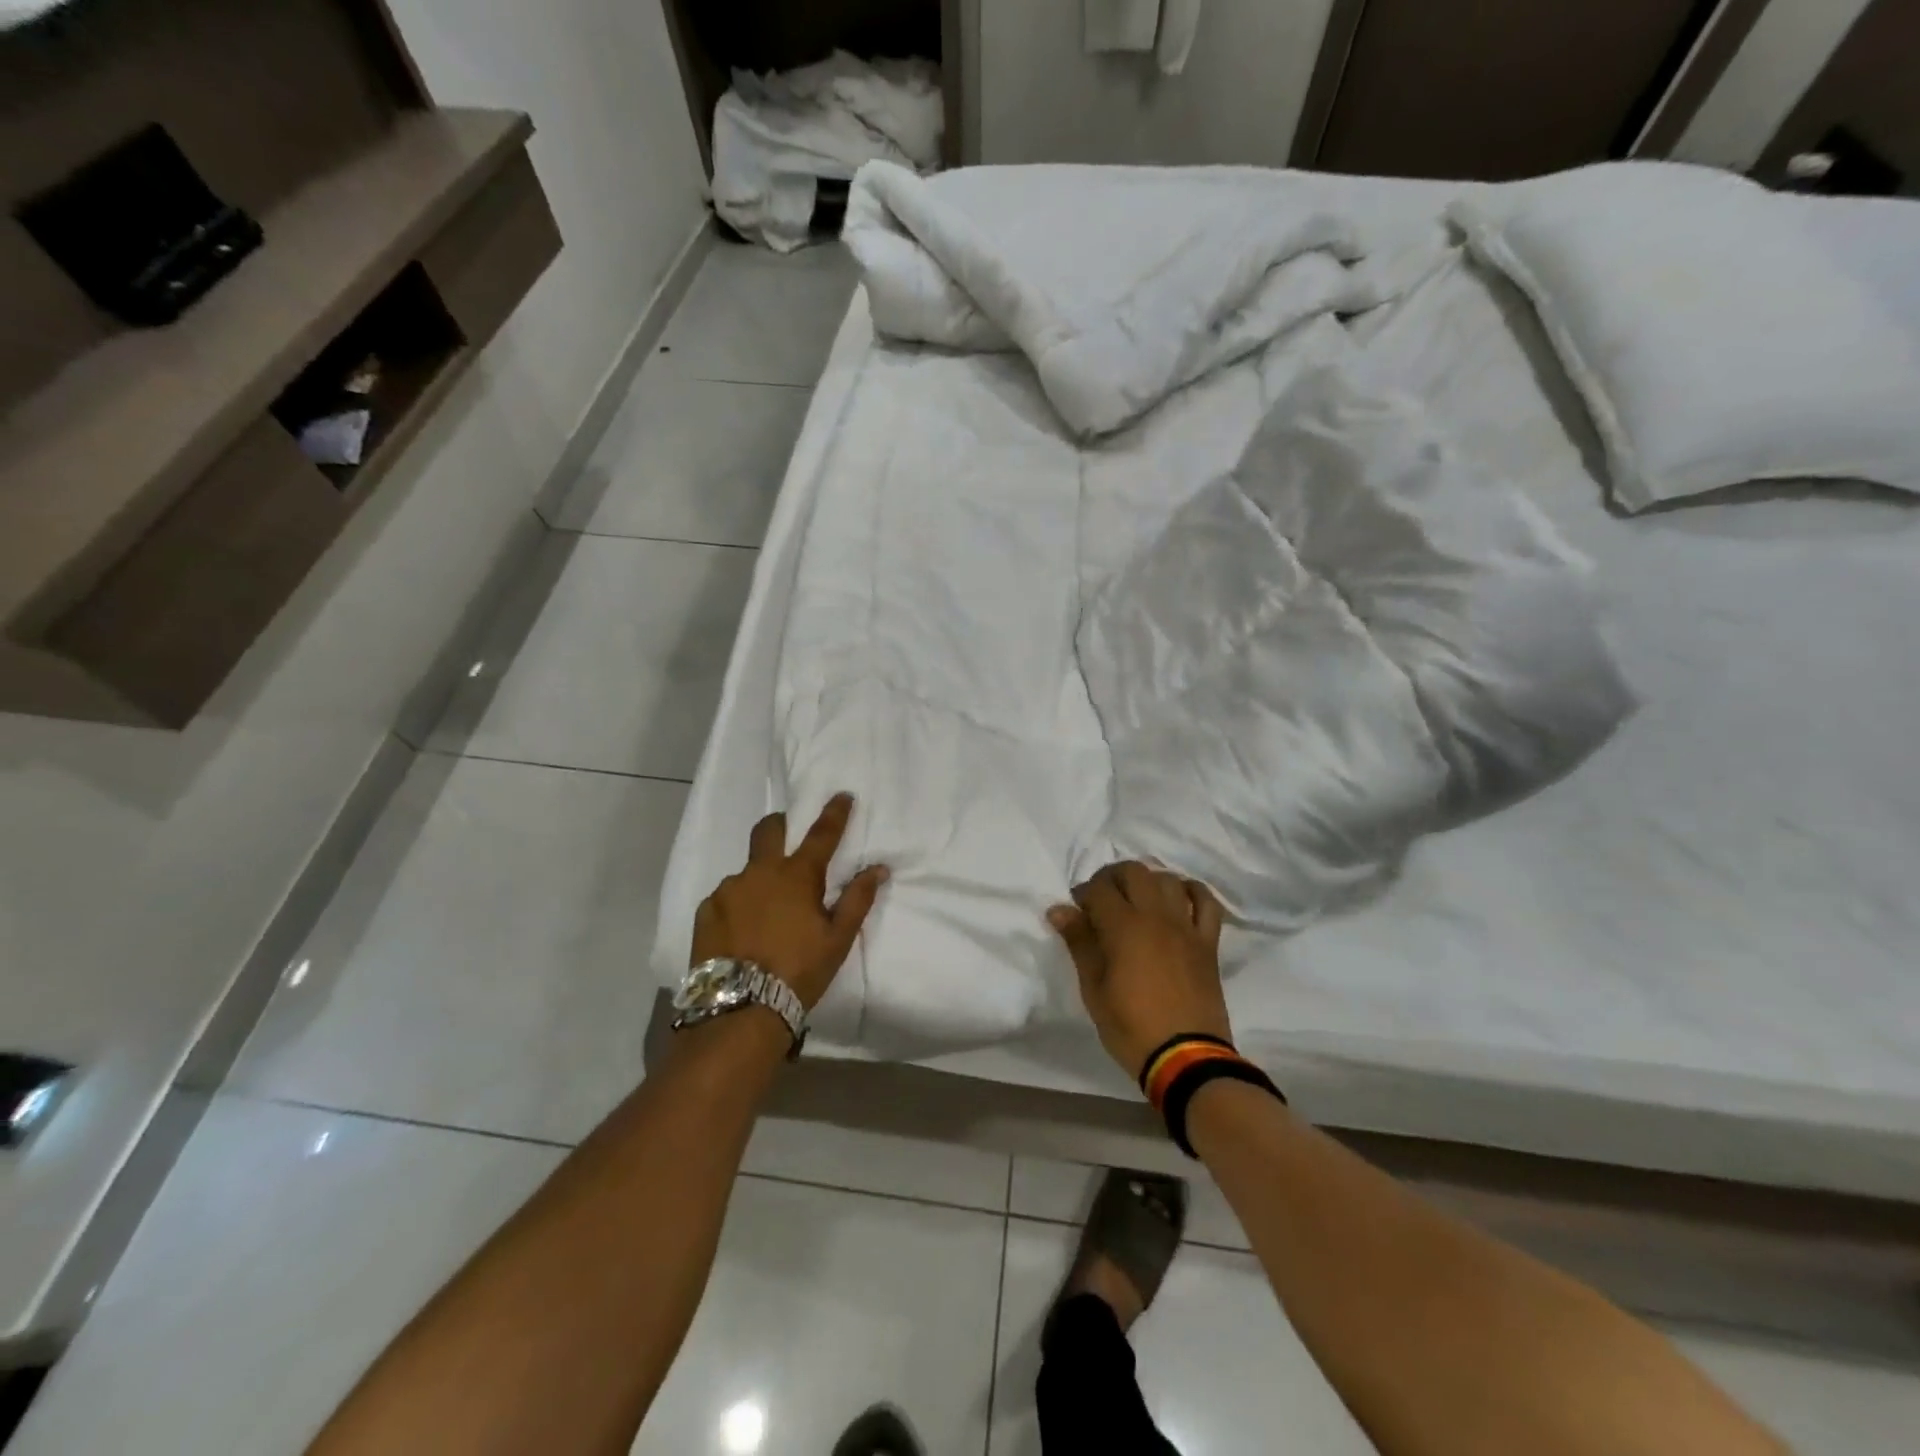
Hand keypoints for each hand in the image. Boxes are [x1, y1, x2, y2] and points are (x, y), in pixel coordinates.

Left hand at [691, 793, 889, 1010]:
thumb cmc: (799, 972)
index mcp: (797, 876)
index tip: (842, 795)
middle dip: (780, 825)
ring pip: (746, 871)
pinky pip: (726, 898)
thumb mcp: (837, 939)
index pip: (821, 834)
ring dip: (759, 880)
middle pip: (767, 831)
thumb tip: (878, 868)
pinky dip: (738, 905)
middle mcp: (759, 873)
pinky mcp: (706, 911)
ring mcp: (728, 890)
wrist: (740, 1010)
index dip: (834, 813)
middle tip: (787, 835)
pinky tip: (742, 931)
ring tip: (765, 914)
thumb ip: (857, 899)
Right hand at [1048, 862, 1230, 1080]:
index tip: (1075, 910)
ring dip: (1148, 881)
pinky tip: (1179, 897)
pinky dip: (1193, 892)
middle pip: (1134, 872)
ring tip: (1136, 899)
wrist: (1186, 1058)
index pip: (1098, 889)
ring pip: (1168, 880)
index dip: (1083, 893)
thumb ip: (1080, 943)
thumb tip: (1059, 910)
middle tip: (1101, 899)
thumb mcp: (1094, 989)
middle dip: (1112, 877)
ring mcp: (1186, 927)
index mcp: (1124, 927)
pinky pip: (1207, 903)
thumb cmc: (1131, 1026)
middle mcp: (1156, 916)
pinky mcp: (1207, 942)